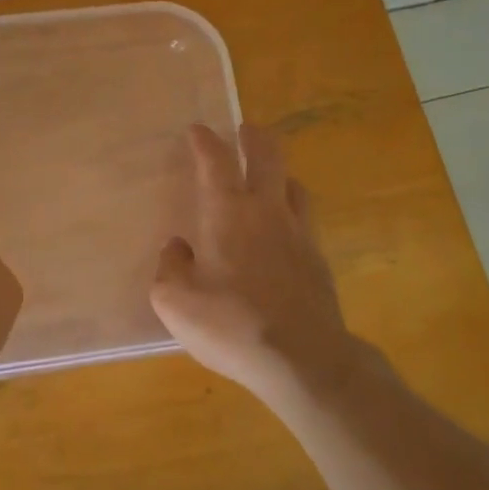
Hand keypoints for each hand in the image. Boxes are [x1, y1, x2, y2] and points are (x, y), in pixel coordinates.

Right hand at [150, 123, 355, 397]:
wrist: (303, 359)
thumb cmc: (232, 326)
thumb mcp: (175, 303)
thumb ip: (170, 268)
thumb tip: (177, 248)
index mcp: (229, 213)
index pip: (217, 161)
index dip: (205, 141)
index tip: (197, 130)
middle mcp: (268, 211)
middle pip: (268, 156)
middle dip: (253, 137)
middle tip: (244, 130)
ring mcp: (300, 234)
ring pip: (294, 184)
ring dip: (278, 172)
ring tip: (267, 178)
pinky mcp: (318, 260)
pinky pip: (304, 219)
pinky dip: (291, 210)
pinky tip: (283, 230)